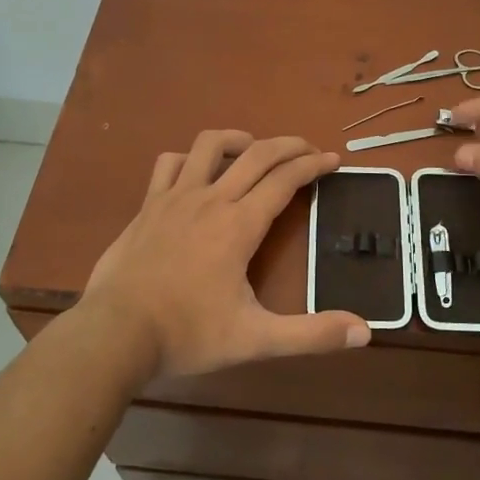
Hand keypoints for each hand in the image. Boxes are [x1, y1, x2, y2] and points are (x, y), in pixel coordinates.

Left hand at [81, 130, 371, 379]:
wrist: (115, 333)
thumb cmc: (188, 334)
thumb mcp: (256, 339)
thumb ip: (311, 334)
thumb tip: (364, 332)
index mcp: (240, 225)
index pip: (285, 180)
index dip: (313, 166)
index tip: (332, 160)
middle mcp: (211, 199)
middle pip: (256, 154)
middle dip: (288, 145)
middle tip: (308, 149)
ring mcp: (175, 197)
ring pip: (209, 145)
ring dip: (239, 139)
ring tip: (255, 149)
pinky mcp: (148, 205)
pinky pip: (170, 163)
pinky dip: (190, 158)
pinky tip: (197, 171)